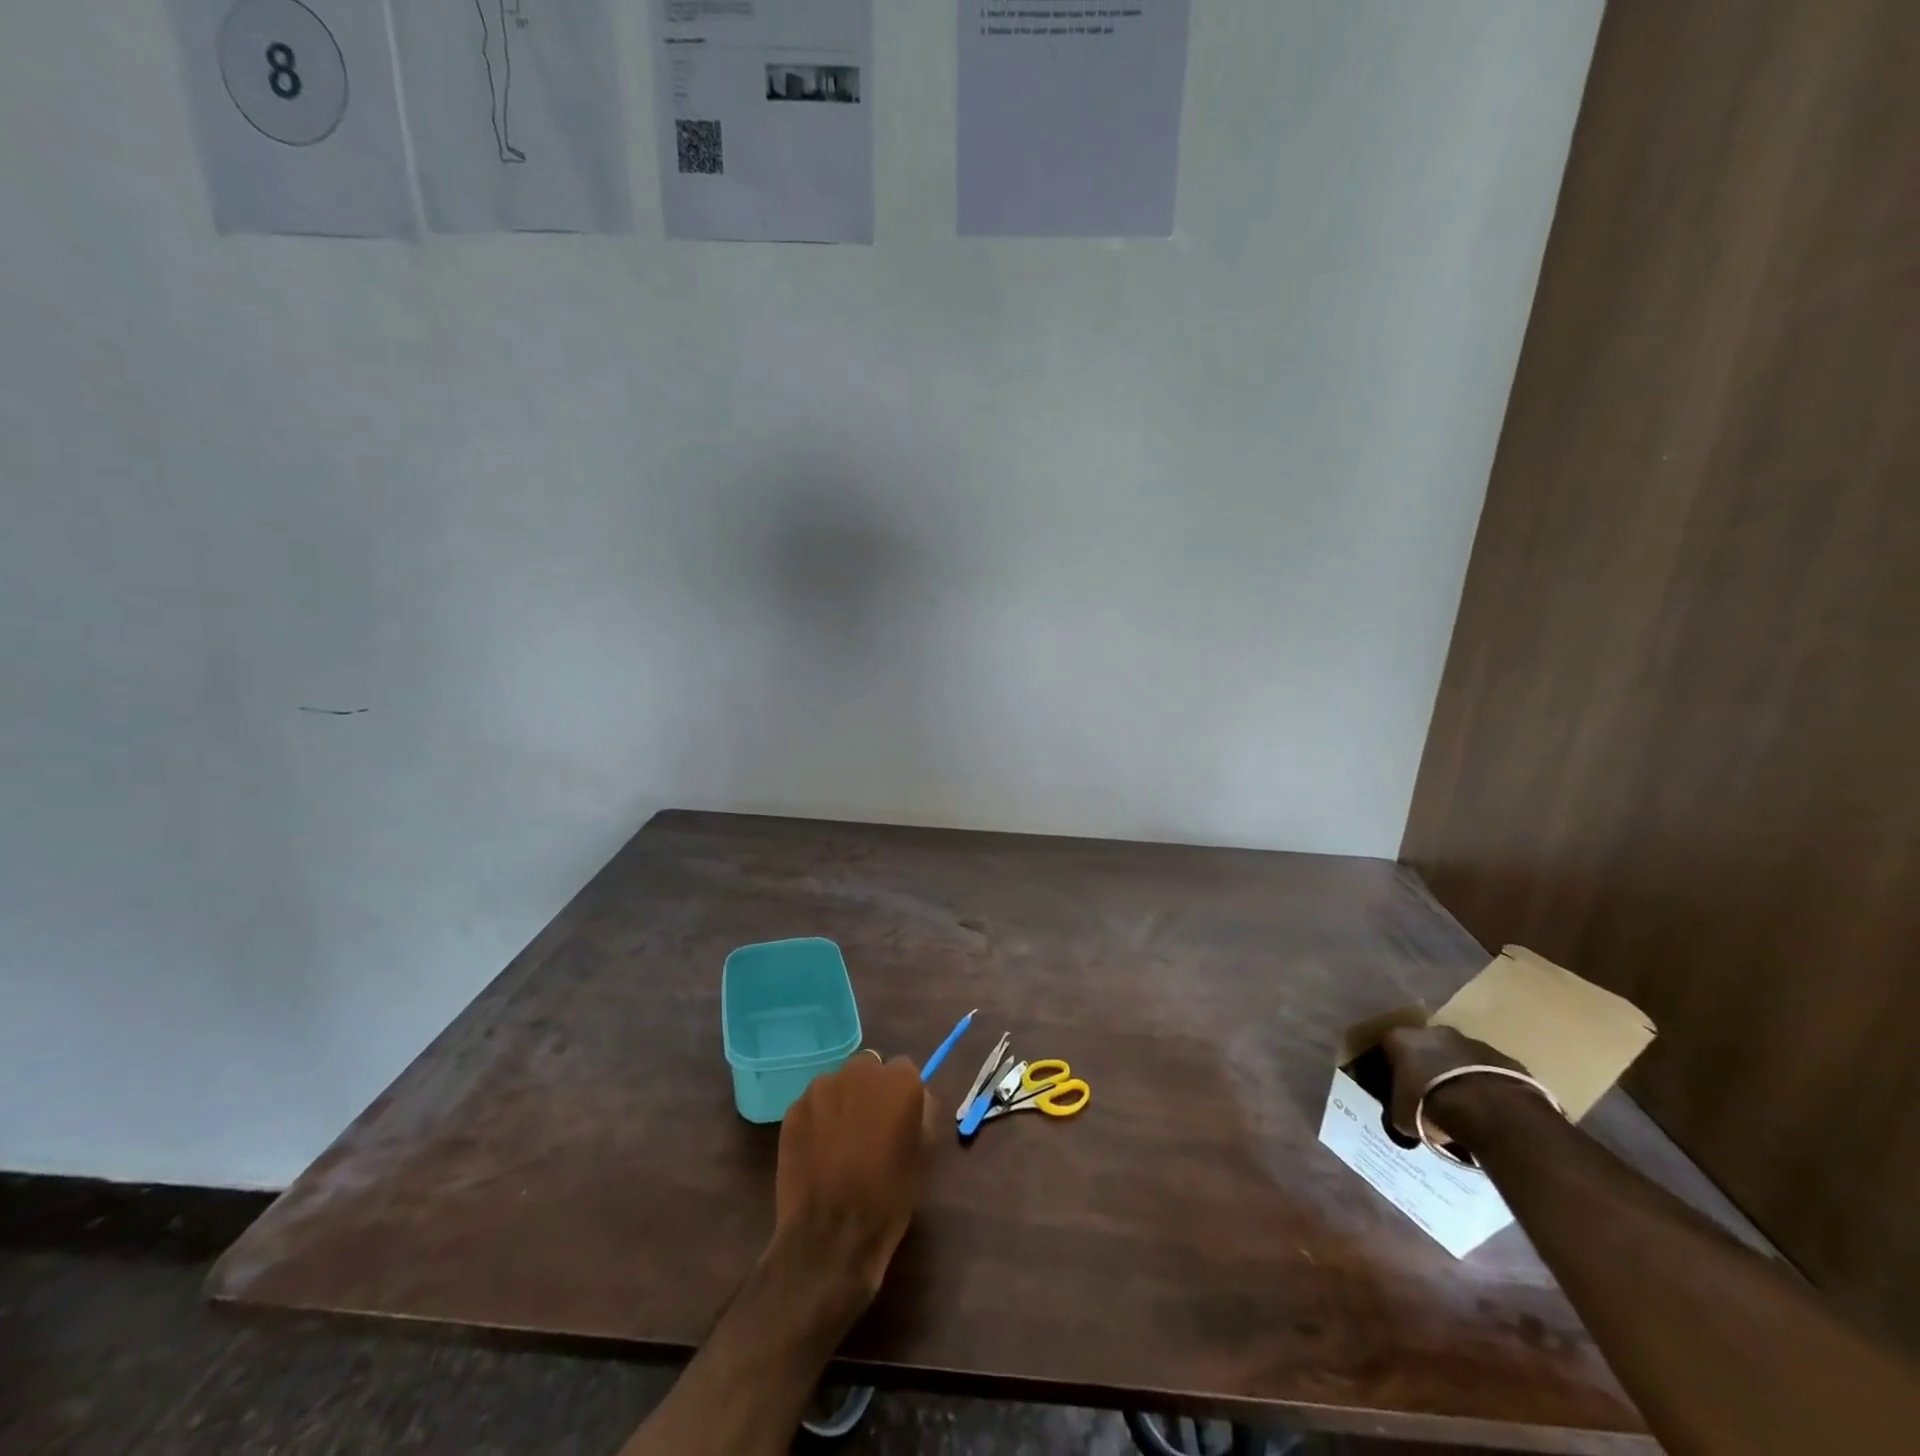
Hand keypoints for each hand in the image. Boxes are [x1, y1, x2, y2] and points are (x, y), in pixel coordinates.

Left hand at [773, 1054, 930, 1297]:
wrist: (831, 1237)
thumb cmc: (888, 1198)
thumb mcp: (922, 1154)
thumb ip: (921, 1114)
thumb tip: (915, 1101)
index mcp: (899, 1080)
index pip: (904, 1070)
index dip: (902, 1095)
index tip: (899, 1120)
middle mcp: (860, 1071)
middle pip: (868, 1068)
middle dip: (870, 1090)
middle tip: (870, 1128)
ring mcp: (822, 1087)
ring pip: (837, 1084)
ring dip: (842, 1102)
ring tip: (840, 1142)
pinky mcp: (794, 1108)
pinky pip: (813, 1105)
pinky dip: (817, 1120)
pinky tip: (817, 1152)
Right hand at [1378, 1024, 1523, 1142]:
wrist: (1492, 1112)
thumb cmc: (1433, 1108)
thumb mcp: (1402, 1117)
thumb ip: (1398, 1107)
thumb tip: (1403, 1113)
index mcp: (1400, 1039)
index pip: (1388, 1049)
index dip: (1391, 1070)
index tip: (1396, 1089)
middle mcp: (1433, 1032)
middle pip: (1425, 1048)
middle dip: (1427, 1068)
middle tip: (1429, 1096)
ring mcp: (1472, 1042)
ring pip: (1458, 1057)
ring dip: (1457, 1075)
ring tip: (1462, 1106)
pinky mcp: (1504, 1058)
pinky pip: (1487, 1071)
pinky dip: (1484, 1085)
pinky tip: (1488, 1109)